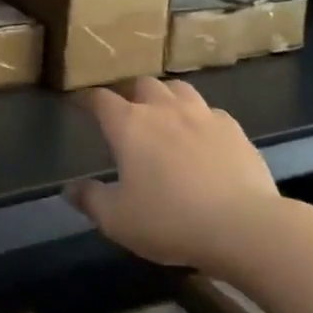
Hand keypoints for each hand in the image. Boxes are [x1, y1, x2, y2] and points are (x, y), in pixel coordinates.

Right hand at [69, 77, 280, 271]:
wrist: (244, 227)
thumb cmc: (170, 221)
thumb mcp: (118, 220)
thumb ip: (90, 200)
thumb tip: (69, 188)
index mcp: (130, 125)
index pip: (100, 99)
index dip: (87, 100)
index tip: (80, 105)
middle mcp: (164, 110)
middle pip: (142, 84)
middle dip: (129, 93)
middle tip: (126, 112)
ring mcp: (202, 115)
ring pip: (178, 89)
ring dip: (165, 97)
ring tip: (164, 115)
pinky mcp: (234, 129)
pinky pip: (210, 112)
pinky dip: (199, 118)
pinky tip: (202, 137)